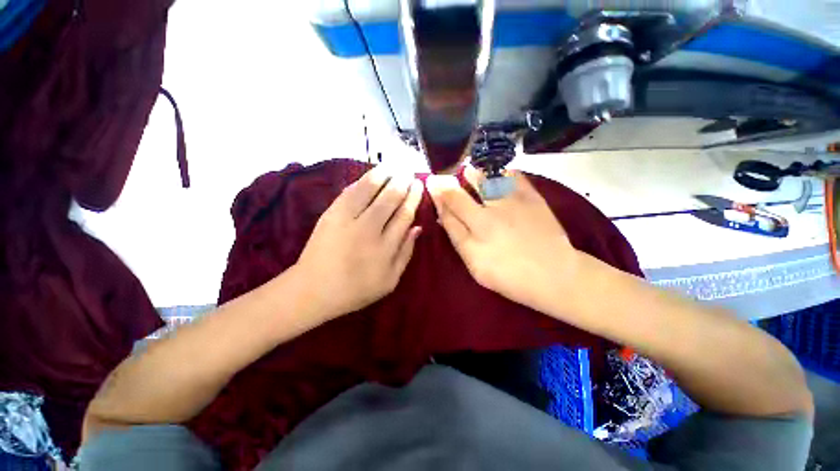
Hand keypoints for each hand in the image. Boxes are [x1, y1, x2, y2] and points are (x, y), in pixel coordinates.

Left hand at [295, 165, 422, 319]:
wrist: (313, 289)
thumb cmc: (356, 289)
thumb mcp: (389, 280)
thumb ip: (405, 254)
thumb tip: (417, 228)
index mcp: (385, 248)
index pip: (404, 215)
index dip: (413, 198)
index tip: (418, 185)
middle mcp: (368, 230)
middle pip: (389, 199)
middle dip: (401, 183)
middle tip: (408, 173)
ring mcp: (347, 220)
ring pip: (368, 191)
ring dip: (382, 176)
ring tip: (392, 167)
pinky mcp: (330, 215)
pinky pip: (349, 193)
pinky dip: (361, 182)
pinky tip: (369, 176)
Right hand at [426, 169, 578, 313]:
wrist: (555, 275)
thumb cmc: (511, 277)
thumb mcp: (477, 267)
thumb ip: (459, 240)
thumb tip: (444, 217)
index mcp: (473, 238)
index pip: (448, 211)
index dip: (437, 197)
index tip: (431, 185)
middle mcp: (487, 217)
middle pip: (460, 194)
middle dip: (446, 183)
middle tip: (442, 177)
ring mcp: (510, 205)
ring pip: (483, 180)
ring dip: (471, 174)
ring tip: (468, 170)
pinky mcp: (531, 198)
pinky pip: (512, 176)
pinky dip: (501, 171)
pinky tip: (497, 172)